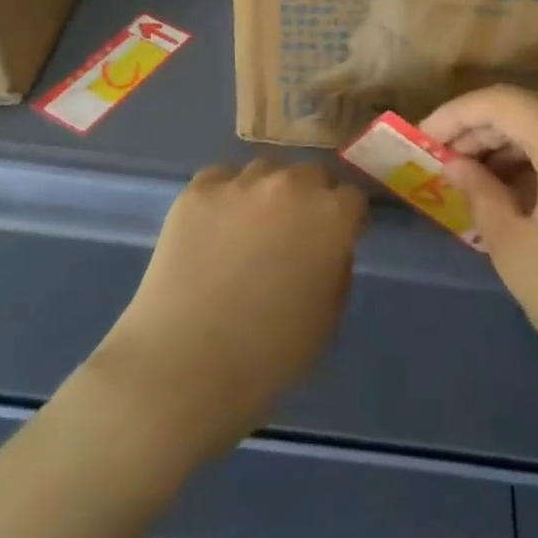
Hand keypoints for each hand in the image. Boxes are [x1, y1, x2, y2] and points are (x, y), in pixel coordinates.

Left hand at [90, 157, 365, 461]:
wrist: (186, 365)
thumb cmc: (269, 355)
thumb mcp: (328, 319)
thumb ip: (336, 268)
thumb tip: (327, 248)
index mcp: (331, 217)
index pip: (352, 199)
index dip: (345, 221)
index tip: (335, 241)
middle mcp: (291, 186)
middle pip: (310, 175)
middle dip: (309, 199)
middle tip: (292, 235)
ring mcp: (240, 184)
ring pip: (265, 172)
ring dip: (267, 194)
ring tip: (248, 229)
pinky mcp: (197, 191)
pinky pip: (220, 179)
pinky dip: (224, 197)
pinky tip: (213, 229)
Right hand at [420, 86, 537, 433]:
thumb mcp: (517, 249)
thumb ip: (480, 194)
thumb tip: (458, 164)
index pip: (499, 101)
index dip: (453, 115)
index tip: (420, 141)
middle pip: (528, 108)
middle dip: (479, 129)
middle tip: (442, 162)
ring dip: (510, 146)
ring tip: (473, 181)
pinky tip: (518, 195)